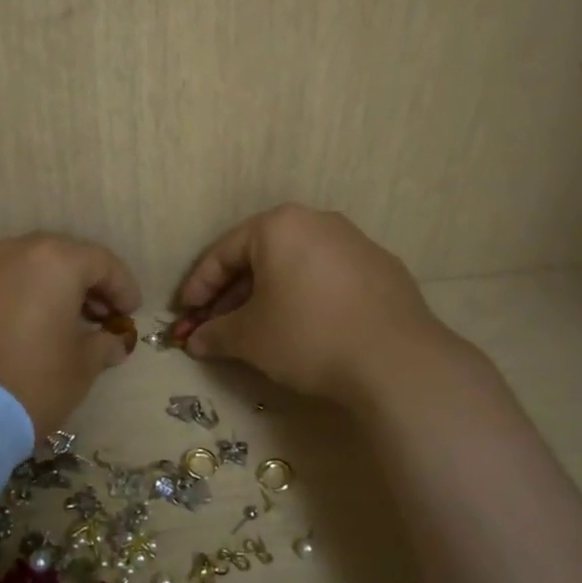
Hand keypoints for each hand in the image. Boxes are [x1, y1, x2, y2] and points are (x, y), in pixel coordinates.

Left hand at [0, 233, 141, 438]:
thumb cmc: (32, 380)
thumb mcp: (82, 366)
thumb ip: (103, 345)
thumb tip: (113, 342)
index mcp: (55, 261)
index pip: (102, 262)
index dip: (123, 286)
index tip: (132, 312)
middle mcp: (17, 253)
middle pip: (64, 257)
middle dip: (88, 283)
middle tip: (103, 315)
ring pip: (31, 268)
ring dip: (54, 289)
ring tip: (68, 323)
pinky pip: (4, 285)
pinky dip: (24, 297)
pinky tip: (32, 328)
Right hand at [175, 205, 457, 407]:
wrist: (396, 361)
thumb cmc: (308, 335)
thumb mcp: (251, 338)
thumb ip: (216, 334)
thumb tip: (196, 342)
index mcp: (279, 226)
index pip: (224, 252)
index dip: (199, 285)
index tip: (185, 314)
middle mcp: (317, 221)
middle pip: (261, 255)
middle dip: (233, 293)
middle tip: (216, 325)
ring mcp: (355, 242)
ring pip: (296, 264)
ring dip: (269, 294)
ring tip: (257, 328)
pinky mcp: (382, 268)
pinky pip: (328, 276)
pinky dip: (306, 296)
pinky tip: (305, 327)